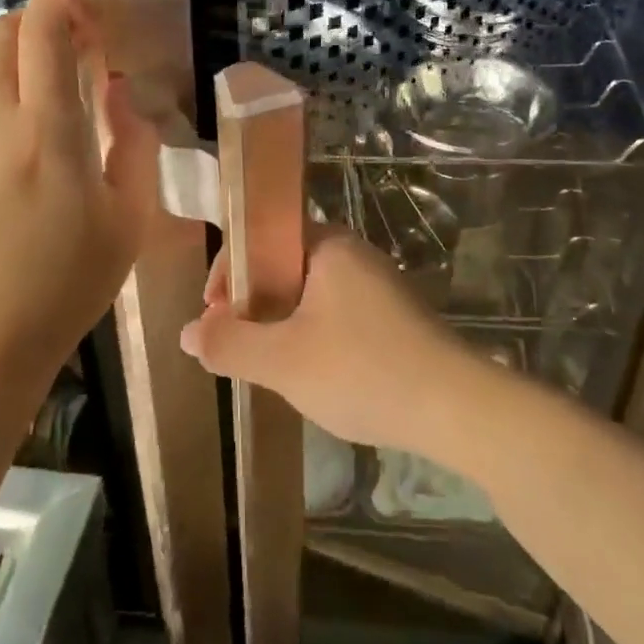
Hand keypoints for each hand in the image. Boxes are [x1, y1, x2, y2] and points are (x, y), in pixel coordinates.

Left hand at [0, 0, 157, 395]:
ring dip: (7, 49)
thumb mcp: (127, 223)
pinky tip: (5, 118)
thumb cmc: (63, 288)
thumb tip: (119, 94)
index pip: (46, 38)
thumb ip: (130, 147)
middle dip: (35, 16)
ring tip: (39, 72)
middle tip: (70, 32)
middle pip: (2, 38)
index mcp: (49, 133)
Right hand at [180, 226, 490, 454]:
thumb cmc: (362, 371)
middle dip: (253, 302)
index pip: (263, 236)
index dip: (228, 272)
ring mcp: (379, 285)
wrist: (455, 407)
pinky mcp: (394, 317)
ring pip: (310, 294)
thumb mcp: (283, 362)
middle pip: (284, 265)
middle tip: (236, 345)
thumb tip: (188, 331)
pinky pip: (337, 313)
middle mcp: (355, 254)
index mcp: (329, 246)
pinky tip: (312, 374)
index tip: (213, 315)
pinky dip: (312, 335)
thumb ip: (229, 344)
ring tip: (267, 364)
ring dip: (281, 323)